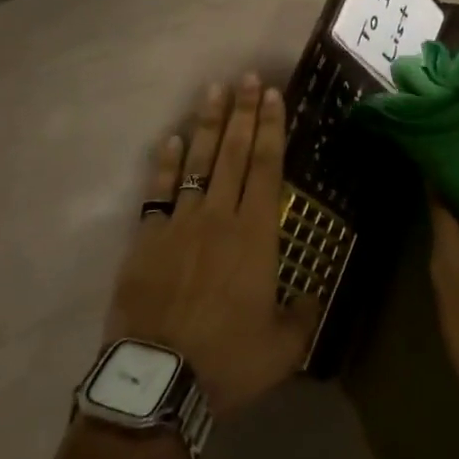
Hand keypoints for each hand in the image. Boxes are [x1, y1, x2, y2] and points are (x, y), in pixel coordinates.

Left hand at [104, 75, 320, 418]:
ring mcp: (180, 222)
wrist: (158, 380)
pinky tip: (171, 139)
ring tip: (214, 91)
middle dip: (244, 112)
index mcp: (255, 235)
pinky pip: (158, 190)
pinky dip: (165, 162)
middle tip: (247, 78)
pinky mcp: (147, 236)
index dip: (272, 128)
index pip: (267, 167)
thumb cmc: (227, 361)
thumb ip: (302, 315)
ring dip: (208, 125)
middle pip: (235, 152)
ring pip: (197, 161)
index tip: (273, 95)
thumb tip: (311, 294)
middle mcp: (219, 216)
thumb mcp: (282, 348)